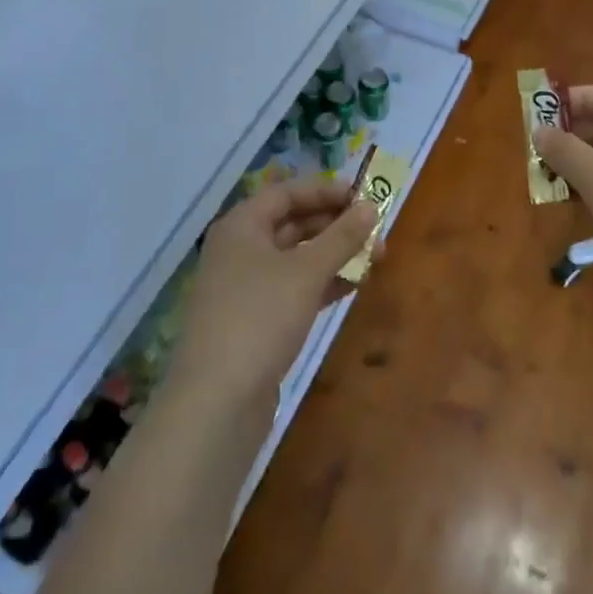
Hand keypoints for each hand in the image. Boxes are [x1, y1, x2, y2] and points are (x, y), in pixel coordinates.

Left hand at [164, 179, 376, 412]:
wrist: (216, 402)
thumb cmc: (260, 317)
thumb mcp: (306, 271)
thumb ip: (341, 237)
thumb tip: (371, 207)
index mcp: (242, 226)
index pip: (287, 193)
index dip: (325, 190)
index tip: (363, 194)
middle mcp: (239, 249)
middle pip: (291, 223)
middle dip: (335, 225)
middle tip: (376, 230)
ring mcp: (244, 287)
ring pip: (295, 258)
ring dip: (333, 255)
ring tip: (375, 258)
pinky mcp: (254, 320)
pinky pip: (292, 288)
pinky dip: (321, 283)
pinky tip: (352, 287)